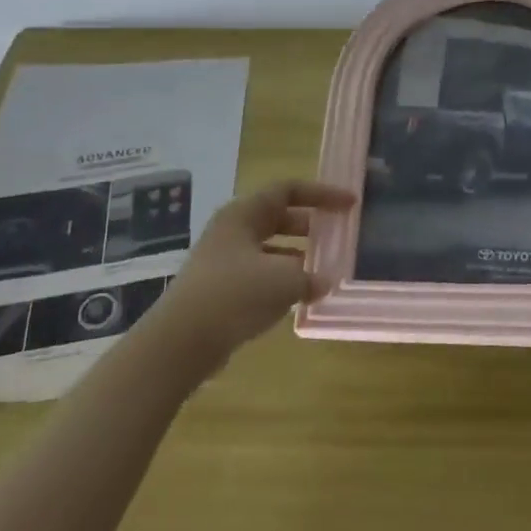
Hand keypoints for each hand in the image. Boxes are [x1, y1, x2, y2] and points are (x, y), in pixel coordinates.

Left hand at [146, 180, 355, 369]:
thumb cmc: (235, 295)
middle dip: (311, 225)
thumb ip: (310, 276)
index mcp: (244, 214)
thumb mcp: (283, 281)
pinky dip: (283, 280)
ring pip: (270, 248)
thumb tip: (325, 280)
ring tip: (326, 269)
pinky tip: (301, 297)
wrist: (181, 341)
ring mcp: (224, 260)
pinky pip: (260, 274)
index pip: (288, 190)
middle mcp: (233, 230)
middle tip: (338, 235)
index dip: (322, 194)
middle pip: (279, 217)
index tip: (350, 204)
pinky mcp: (221, 289)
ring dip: (299, 256)